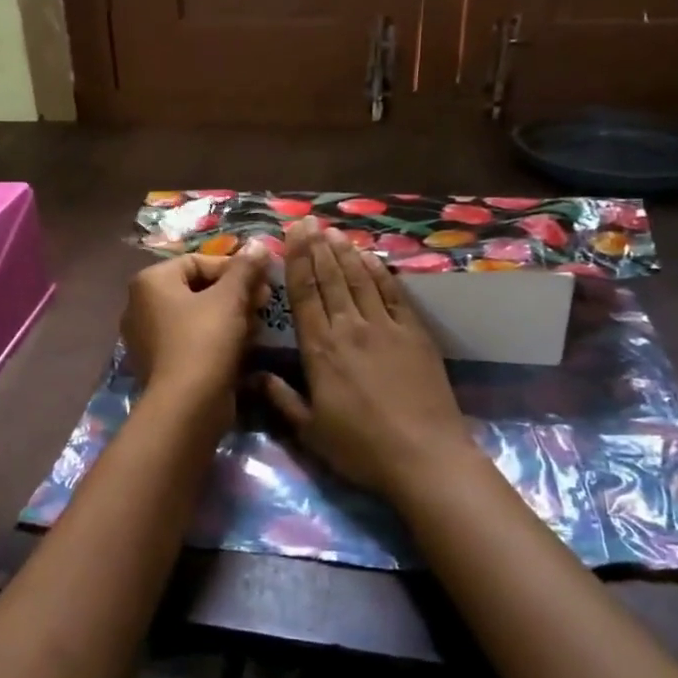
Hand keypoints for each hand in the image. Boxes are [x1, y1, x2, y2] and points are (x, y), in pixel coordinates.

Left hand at [122, 241, 271, 405]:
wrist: (187, 406)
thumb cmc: (205, 340)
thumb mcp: (230, 298)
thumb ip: (245, 268)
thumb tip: (258, 244)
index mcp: (150, 281)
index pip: (198, 261)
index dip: (235, 268)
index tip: (262, 281)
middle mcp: (141, 305)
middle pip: (198, 288)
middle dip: (235, 293)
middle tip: (264, 302)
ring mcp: (148, 337)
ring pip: (198, 315)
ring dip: (230, 316)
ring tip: (257, 326)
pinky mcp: (161, 363)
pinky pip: (193, 339)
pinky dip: (217, 338)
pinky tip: (242, 347)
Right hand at [258, 218, 478, 499]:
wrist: (424, 456)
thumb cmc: (361, 448)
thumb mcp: (311, 431)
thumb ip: (281, 399)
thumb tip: (253, 376)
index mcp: (320, 350)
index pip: (304, 295)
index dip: (296, 261)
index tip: (292, 234)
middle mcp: (349, 328)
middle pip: (331, 279)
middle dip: (318, 247)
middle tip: (310, 221)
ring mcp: (385, 327)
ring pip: (360, 279)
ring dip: (346, 253)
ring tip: (335, 232)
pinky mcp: (414, 333)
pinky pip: (393, 294)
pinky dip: (379, 272)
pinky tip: (370, 258)